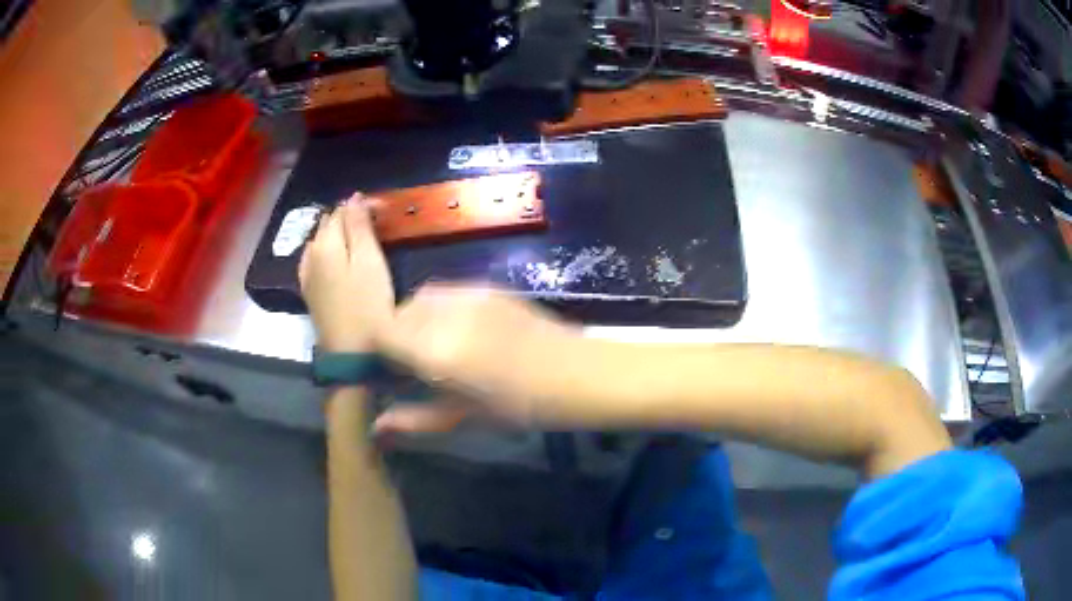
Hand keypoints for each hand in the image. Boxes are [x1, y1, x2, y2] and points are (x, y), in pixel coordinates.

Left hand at [299, 194, 392, 352]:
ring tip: (357, 236)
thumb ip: (360, 227)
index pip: (342, 211)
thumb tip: (353, 196)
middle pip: (327, 224)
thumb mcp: (370, 263)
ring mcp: (306, 274)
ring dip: (336, 233)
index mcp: (327, 243)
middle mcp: (311, 254)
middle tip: (373, 222)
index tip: (382, 210)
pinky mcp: (309, 291)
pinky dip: (326, 250)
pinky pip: (313, 259)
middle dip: (347, 217)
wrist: (351, 354)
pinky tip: (334, 257)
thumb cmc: (368, 306)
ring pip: (319, 241)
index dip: (361, 206)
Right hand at [372, 285, 580, 433]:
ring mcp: (468, 294)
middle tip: (412, 367)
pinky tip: (461, 332)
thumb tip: (377, 429)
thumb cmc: (522, 405)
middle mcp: (445, 313)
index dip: (376, 352)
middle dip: (395, 339)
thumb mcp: (465, 417)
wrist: (578, 373)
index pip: (380, 334)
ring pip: (420, 299)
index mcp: (435, 350)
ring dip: (416, 321)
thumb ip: (415, 419)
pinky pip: (446, 292)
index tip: (384, 373)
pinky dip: (439, 310)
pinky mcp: (487, 286)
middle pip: (398, 315)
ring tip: (437, 348)